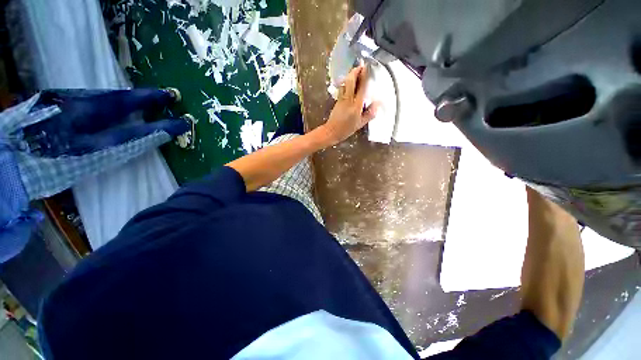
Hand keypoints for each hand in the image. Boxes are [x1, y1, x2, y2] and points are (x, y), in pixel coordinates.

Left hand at [320, 65, 379, 144]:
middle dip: (355, 71)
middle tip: (361, 66)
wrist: (331, 131)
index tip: (368, 67)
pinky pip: (342, 88)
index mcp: (356, 105)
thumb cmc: (346, 129)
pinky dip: (347, 83)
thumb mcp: (360, 124)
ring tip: (356, 72)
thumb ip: (369, 114)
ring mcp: (341, 99)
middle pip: (351, 80)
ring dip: (350, 75)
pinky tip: (350, 83)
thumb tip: (377, 104)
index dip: (364, 76)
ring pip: (345, 83)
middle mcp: (348, 99)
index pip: (361, 87)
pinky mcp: (337, 100)